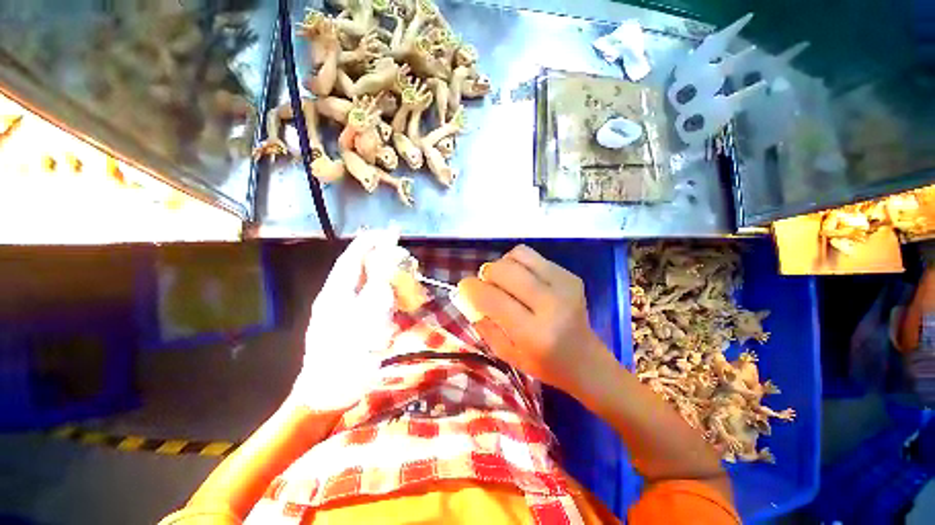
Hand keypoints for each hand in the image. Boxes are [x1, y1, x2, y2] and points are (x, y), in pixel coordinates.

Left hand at [289, 229, 399, 412]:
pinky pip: (366, 299)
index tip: (390, 233)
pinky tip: (393, 296)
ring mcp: (340, 309)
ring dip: (382, 274)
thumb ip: (378, 290)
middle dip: (379, 257)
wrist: (327, 391)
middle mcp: (336, 296)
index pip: (353, 257)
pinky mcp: (347, 322)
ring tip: (401, 272)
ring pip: (363, 283)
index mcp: (336, 292)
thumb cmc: (346, 356)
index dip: (370, 242)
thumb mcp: (366, 320)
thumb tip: (387, 265)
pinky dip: (381, 292)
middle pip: (358, 268)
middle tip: (401, 254)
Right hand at [457, 245, 608, 393]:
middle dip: (486, 273)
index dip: (472, 288)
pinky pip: (532, 256)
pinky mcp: (569, 275)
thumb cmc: (544, 364)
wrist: (586, 359)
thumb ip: (484, 324)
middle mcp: (551, 305)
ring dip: (503, 264)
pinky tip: (522, 279)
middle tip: (486, 284)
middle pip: (505, 270)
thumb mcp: (506, 354)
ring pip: (518, 256)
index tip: (464, 287)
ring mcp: (564, 285)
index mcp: (534, 333)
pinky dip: (518, 263)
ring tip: (504, 280)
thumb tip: (469, 295)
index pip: (493, 299)